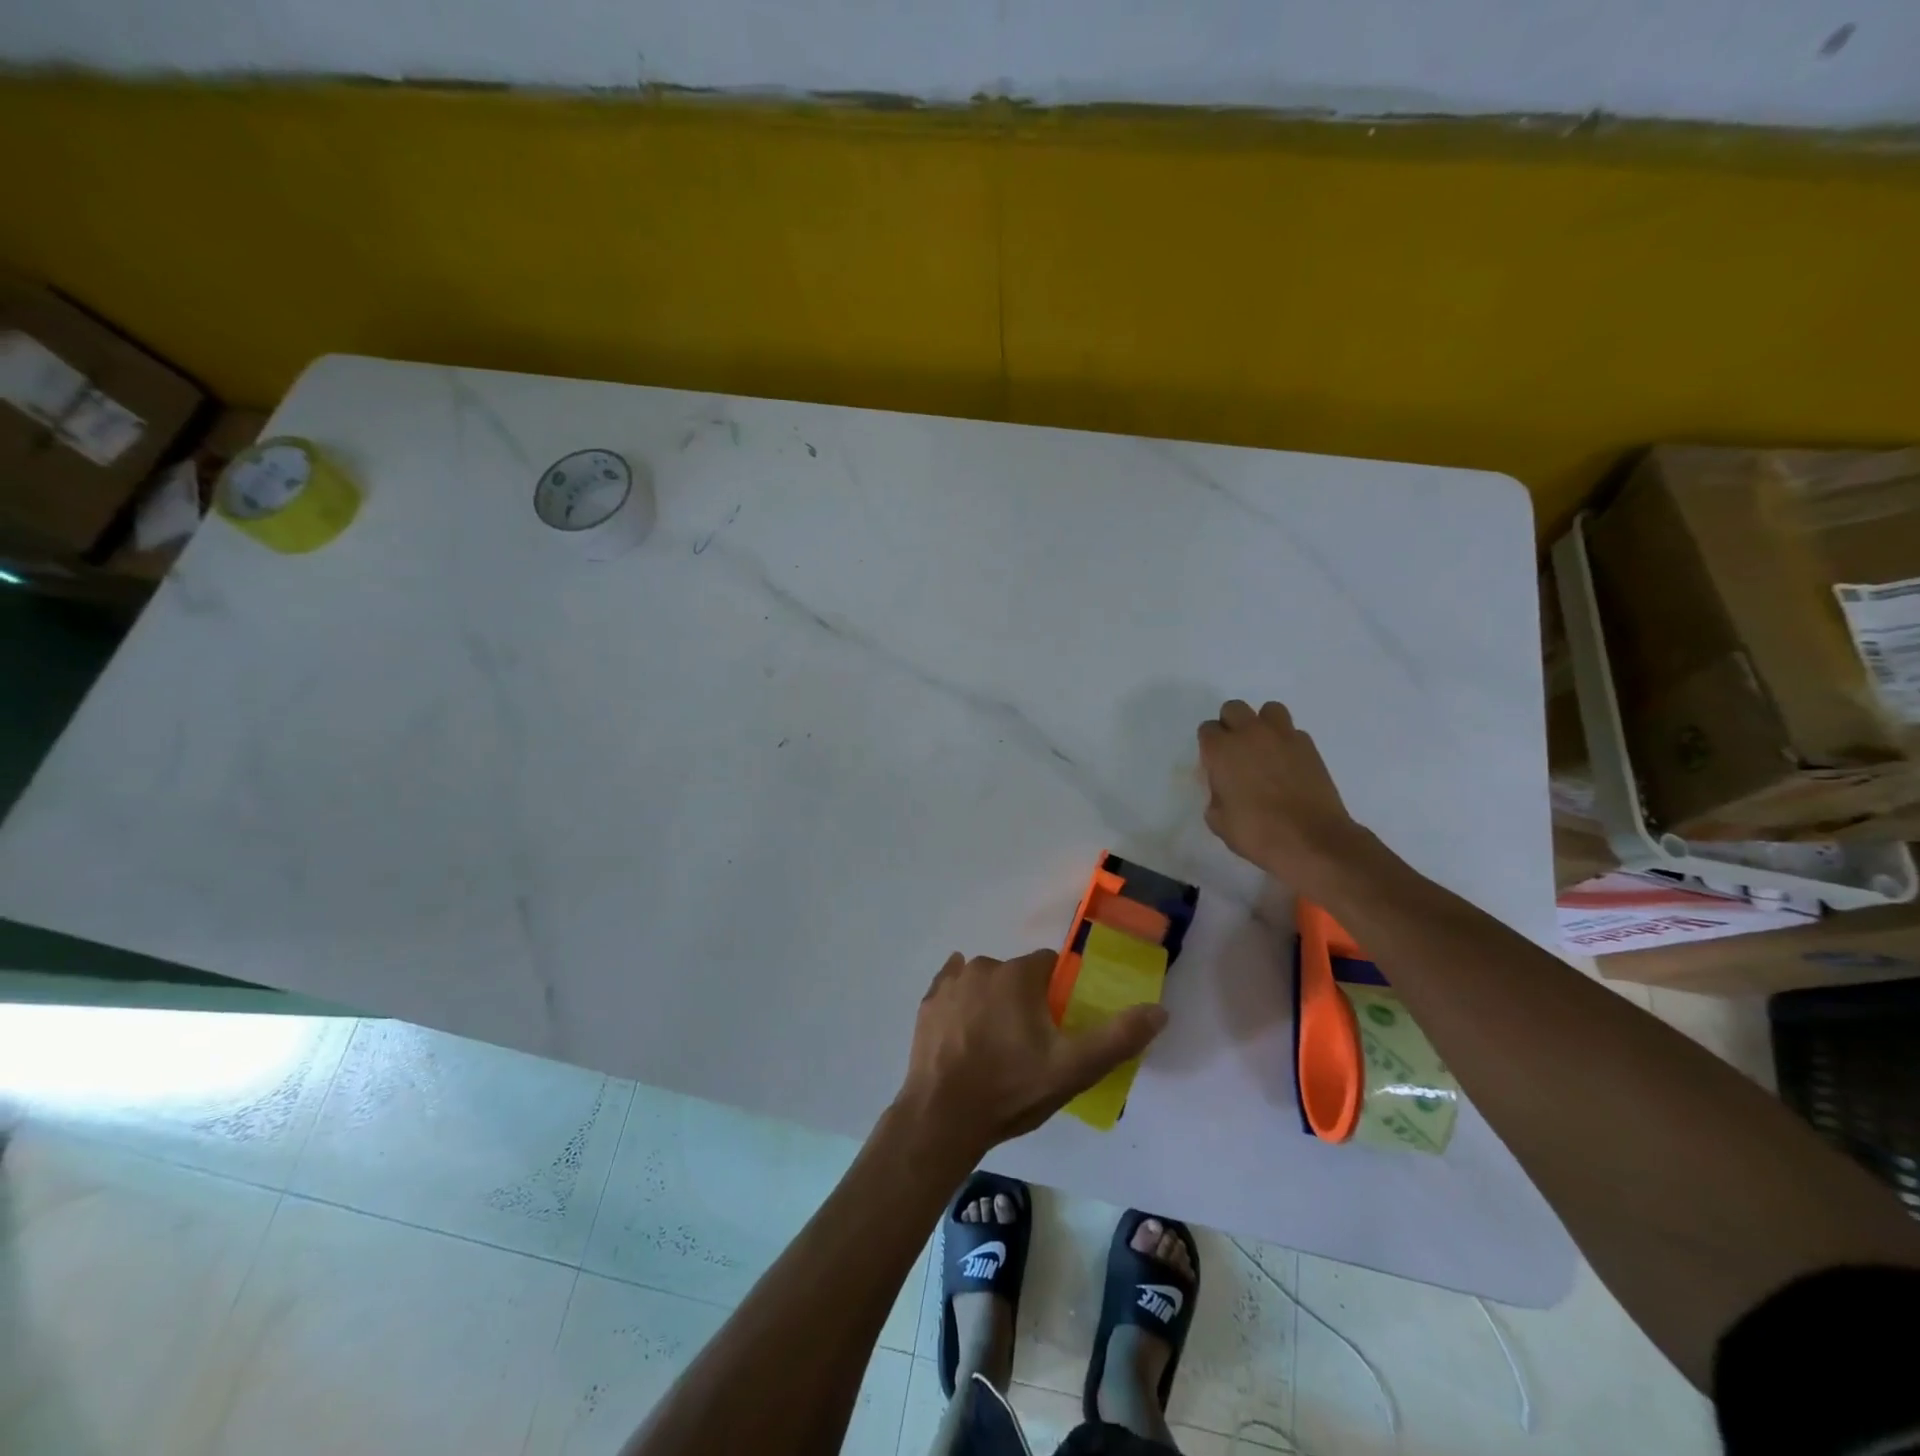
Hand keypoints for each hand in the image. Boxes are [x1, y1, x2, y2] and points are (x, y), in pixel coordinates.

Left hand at [896, 948, 1166, 1156]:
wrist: (942, 1117)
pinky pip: (951, 988)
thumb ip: (1118, 1037)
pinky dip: (961, 1002)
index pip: (1048, 965)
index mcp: (1019, 975)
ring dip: (992, 1000)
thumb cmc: (1011, 1089)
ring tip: (995, 1046)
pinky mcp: (928, 1002)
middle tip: (1027, 1044)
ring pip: (984, 981)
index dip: (1057, 993)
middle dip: (1024, 999)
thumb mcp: (1073, 1069)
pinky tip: (965, 1028)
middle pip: (1016, 975)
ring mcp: (951, 983)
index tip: (1057, 1025)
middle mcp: (983, 966)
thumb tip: (1159, 1010)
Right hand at [1197, 699, 1363, 883]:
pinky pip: (1292, 732)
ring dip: (1262, 724)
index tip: (1215, 764)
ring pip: (1268, 710)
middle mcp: (1250, 734)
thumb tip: (1224, 787)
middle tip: (1236, 752)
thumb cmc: (1257, 833)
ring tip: (1264, 749)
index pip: (1207, 729)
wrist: (1312, 840)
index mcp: (1222, 750)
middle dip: (1231, 725)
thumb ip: (1215, 794)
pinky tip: (1287, 765)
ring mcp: (1283, 736)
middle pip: (1233, 708)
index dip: (1209, 746)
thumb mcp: (1218, 820)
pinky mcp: (1309, 746)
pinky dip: (1286, 742)